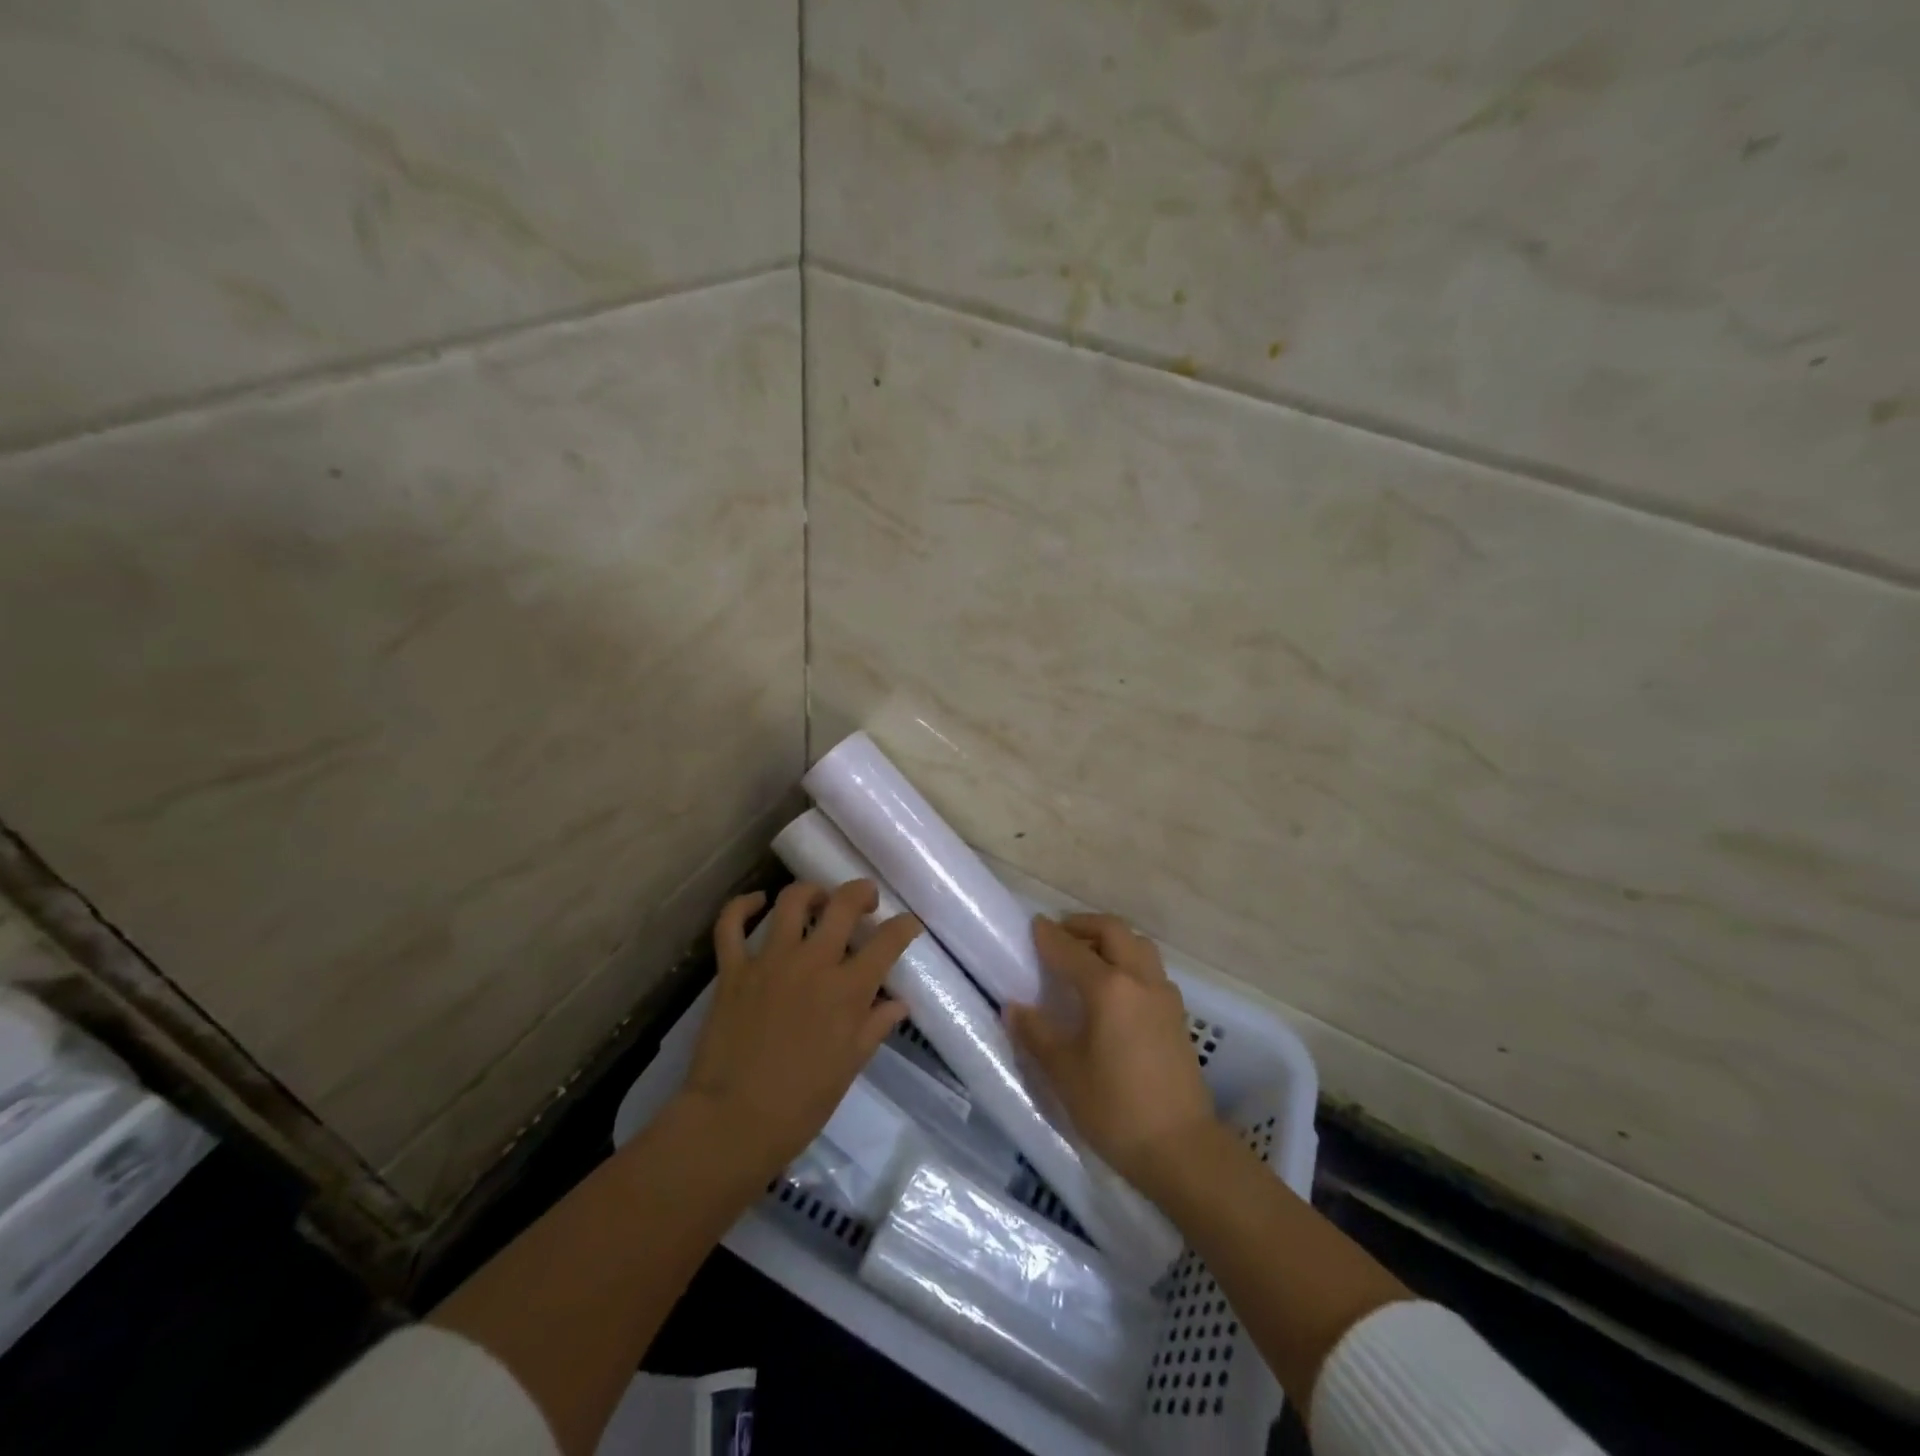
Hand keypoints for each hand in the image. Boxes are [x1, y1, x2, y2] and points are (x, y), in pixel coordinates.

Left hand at [680, 880, 921, 1182]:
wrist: (733, 1122)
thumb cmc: (801, 1104)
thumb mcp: (849, 1066)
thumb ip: (875, 1026)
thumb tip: (899, 1003)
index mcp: (848, 989)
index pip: (888, 941)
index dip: (905, 926)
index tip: (909, 924)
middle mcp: (813, 963)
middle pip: (843, 904)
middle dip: (861, 893)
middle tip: (866, 900)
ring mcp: (769, 961)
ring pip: (792, 901)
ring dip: (811, 893)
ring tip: (818, 900)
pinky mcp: (733, 970)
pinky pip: (731, 924)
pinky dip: (742, 907)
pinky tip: (756, 903)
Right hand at [1007, 913, 1219, 1196]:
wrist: (1182, 1149)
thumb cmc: (1116, 1109)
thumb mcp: (1065, 1073)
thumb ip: (1037, 1034)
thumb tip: (1015, 1007)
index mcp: (1109, 988)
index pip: (1071, 950)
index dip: (1049, 936)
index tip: (1034, 925)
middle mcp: (1140, 980)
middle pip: (1113, 931)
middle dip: (1083, 925)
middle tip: (1060, 935)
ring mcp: (1164, 995)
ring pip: (1137, 945)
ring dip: (1111, 939)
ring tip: (1087, 957)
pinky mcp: (1177, 1015)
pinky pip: (1150, 968)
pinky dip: (1128, 960)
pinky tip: (1114, 989)